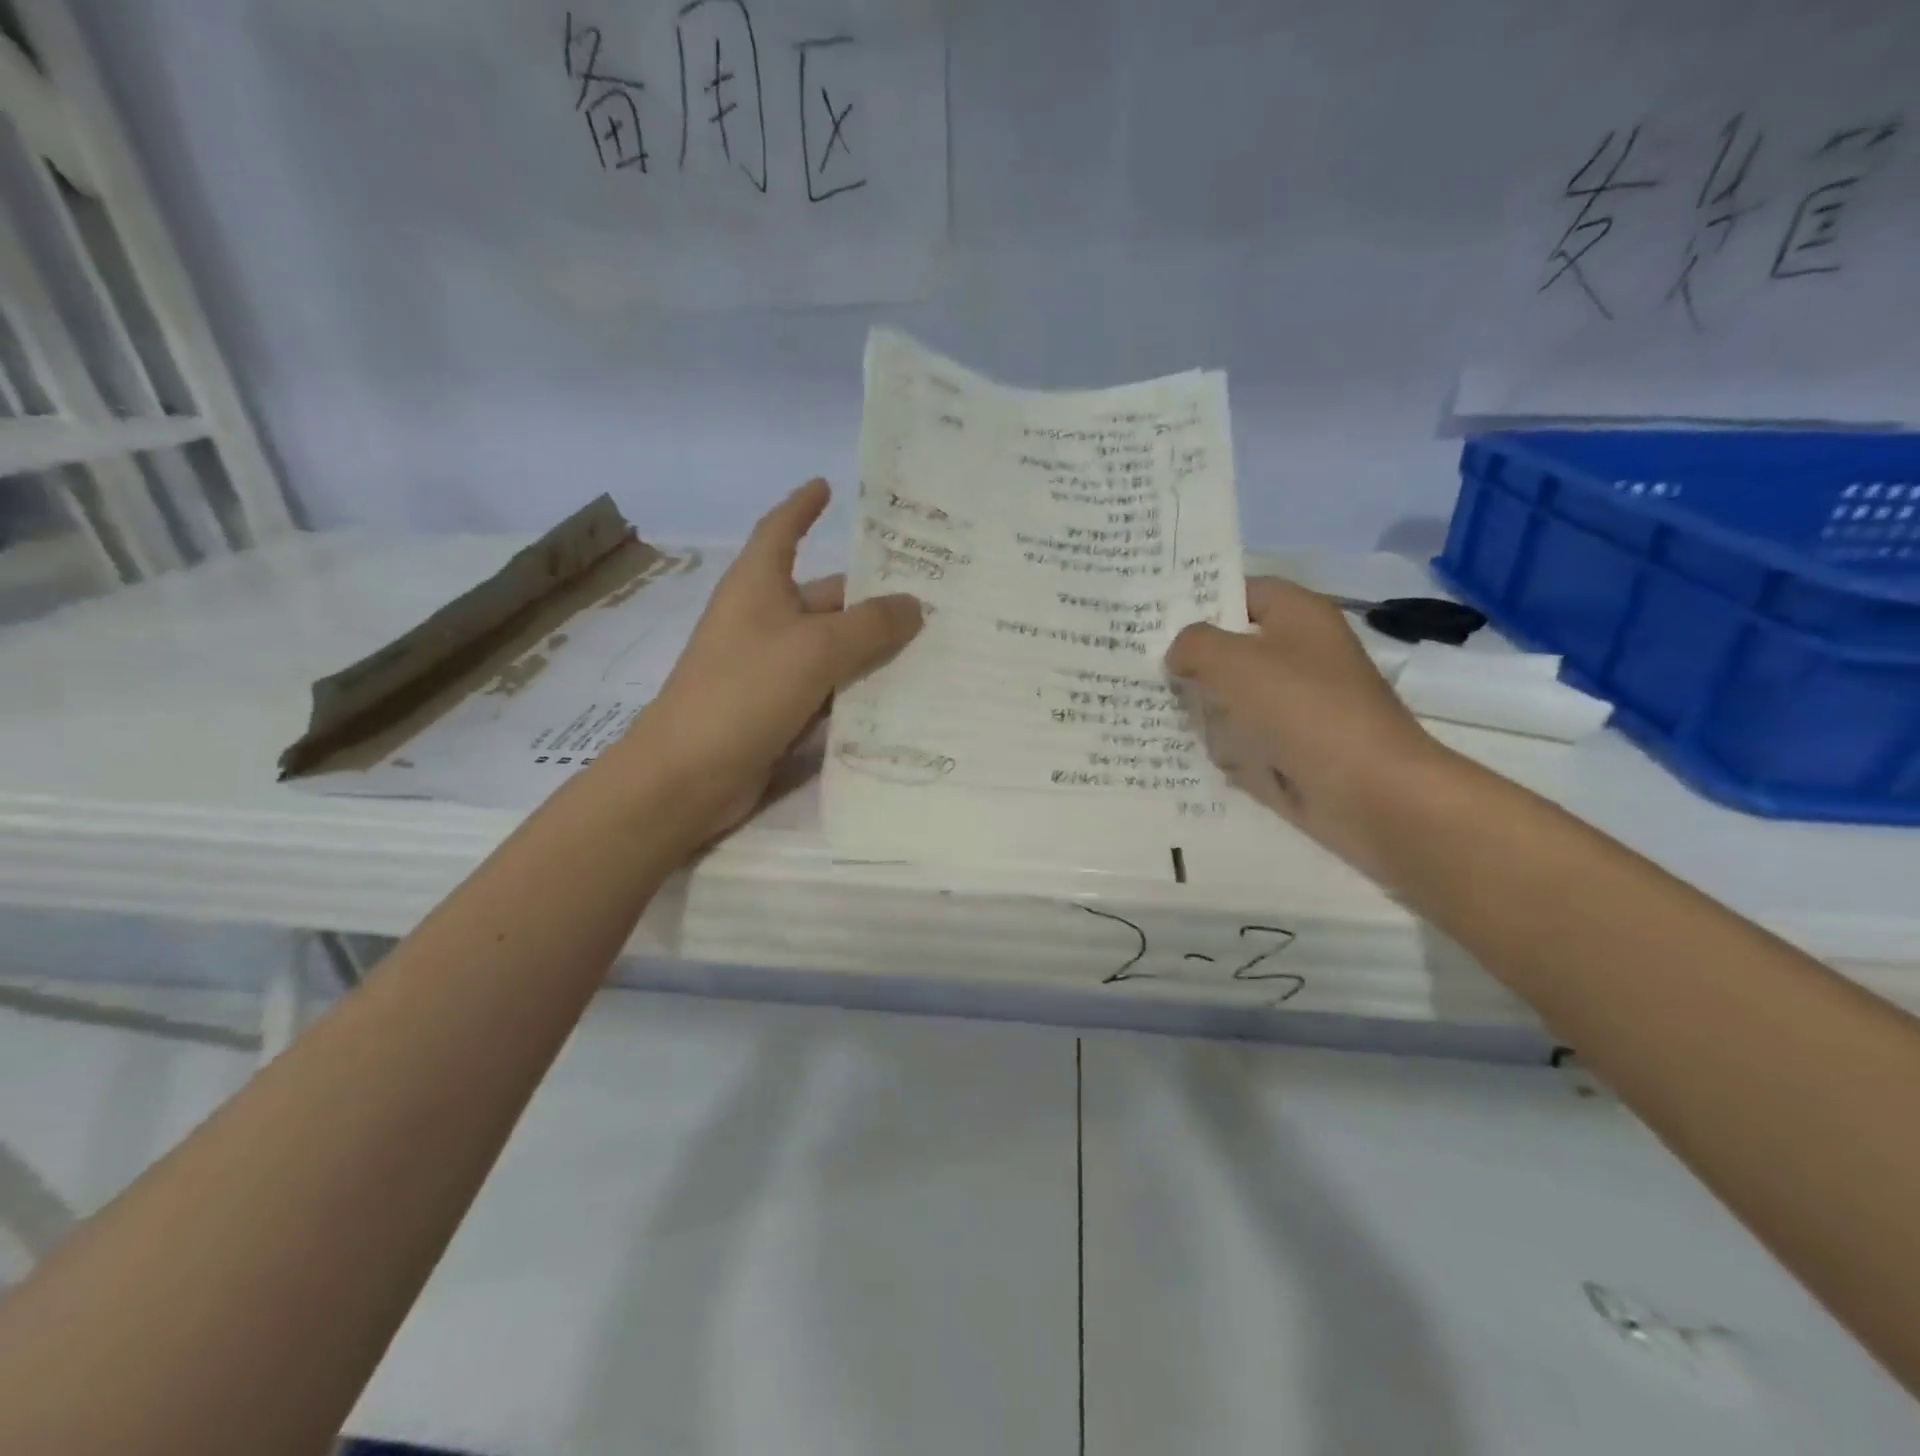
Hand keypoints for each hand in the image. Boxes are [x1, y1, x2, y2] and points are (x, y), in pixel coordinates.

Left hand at [611, 479, 922, 844]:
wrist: (687, 776)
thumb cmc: (744, 692)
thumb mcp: (815, 649)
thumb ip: (870, 625)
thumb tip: (914, 605)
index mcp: (758, 585)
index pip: (782, 529)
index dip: (803, 506)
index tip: (828, 486)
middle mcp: (764, 619)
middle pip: (826, 595)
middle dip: (873, 596)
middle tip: (934, 595)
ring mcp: (771, 667)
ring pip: (834, 647)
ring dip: (874, 647)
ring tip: (934, 644)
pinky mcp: (779, 709)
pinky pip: (829, 688)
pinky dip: (860, 688)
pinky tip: (903, 695)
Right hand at [1165, 578, 1458, 880]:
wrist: (1367, 792)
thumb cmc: (1302, 710)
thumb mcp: (1233, 662)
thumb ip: (1194, 644)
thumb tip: (1178, 653)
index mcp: (1298, 616)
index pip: (1239, 591)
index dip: (1197, 601)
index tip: (1151, 621)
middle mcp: (1299, 654)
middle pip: (1231, 647)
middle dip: (1191, 662)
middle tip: (1142, 670)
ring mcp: (1297, 704)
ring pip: (1232, 696)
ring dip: (1202, 708)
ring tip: (1155, 713)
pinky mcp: (1292, 747)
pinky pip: (1243, 737)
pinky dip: (1221, 745)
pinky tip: (1187, 750)